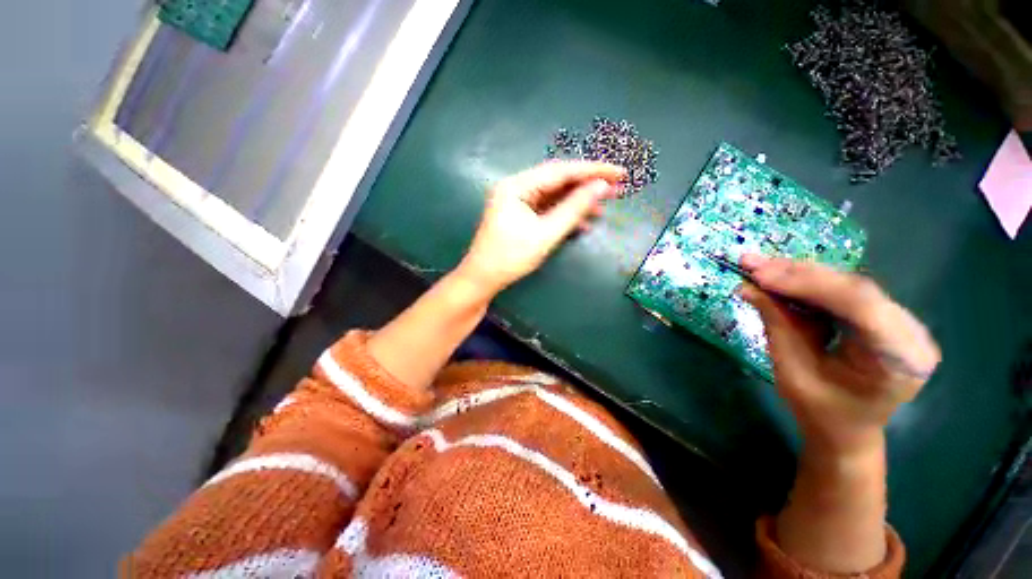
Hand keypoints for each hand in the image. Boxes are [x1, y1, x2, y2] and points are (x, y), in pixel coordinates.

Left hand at [457, 161, 625, 293]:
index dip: (592, 171)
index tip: (618, 172)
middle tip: (617, 188)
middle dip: (587, 185)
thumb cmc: (510, 257)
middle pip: (557, 180)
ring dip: (577, 201)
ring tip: (603, 207)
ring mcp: (518, 202)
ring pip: (554, 196)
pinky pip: (547, 209)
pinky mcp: (520, 215)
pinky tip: (583, 223)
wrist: (483, 279)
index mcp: (517, 186)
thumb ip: (573, 209)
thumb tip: (601, 187)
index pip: (560, 171)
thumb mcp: (545, 234)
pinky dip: (565, 214)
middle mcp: (516, 188)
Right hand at [739, 254, 940, 455]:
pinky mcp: (885, 317)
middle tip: (752, 263)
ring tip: (759, 266)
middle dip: (798, 273)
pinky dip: (809, 283)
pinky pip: (846, 291)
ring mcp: (903, 322)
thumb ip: (777, 325)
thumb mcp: (792, 372)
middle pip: (855, 288)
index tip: (760, 276)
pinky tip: (781, 276)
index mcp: (900, 359)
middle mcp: (912, 334)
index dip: (808, 284)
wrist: (847, 431)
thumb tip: (747, 288)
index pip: (859, 305)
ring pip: (849, 284)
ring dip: (800, 274)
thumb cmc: (821, 412)